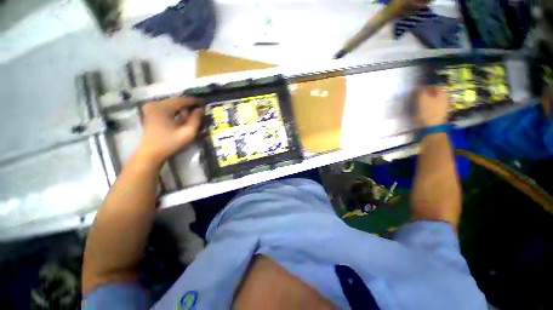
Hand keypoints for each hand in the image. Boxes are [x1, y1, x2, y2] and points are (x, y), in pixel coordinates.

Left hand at [136, 96, 203, 164]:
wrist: (151, 154)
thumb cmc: (170, 143)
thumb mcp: (188, 132)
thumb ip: (196, 119)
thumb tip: (201, 109)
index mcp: (162, 107)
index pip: (182, 99)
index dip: (195, 101)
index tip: (205, 103)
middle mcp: (155, 104)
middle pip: (176, 101)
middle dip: (189, 106)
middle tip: (200, 111)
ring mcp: (151, 108)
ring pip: (172, 105)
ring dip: (183, 109)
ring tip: (193, 116)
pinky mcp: (150, 113)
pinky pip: (167, 108)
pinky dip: (176, 112)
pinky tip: (183, 118)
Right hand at [415, 86, 448, 126]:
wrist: (432, 127)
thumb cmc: (427, 111)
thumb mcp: (422, 98)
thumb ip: (420, 91)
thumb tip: (418, 88)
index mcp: (442, 93)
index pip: (433, 86)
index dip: (424, 87)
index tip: (416, 91)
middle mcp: (444, 98)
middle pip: (433, 93)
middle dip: (424, 94)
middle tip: (416, 97)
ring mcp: (443, 106)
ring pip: (432, 100)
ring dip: (424, 101)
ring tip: (417, 104)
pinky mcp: (439, 113)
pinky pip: (432, 107)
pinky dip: (426, 107)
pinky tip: (420, 110)